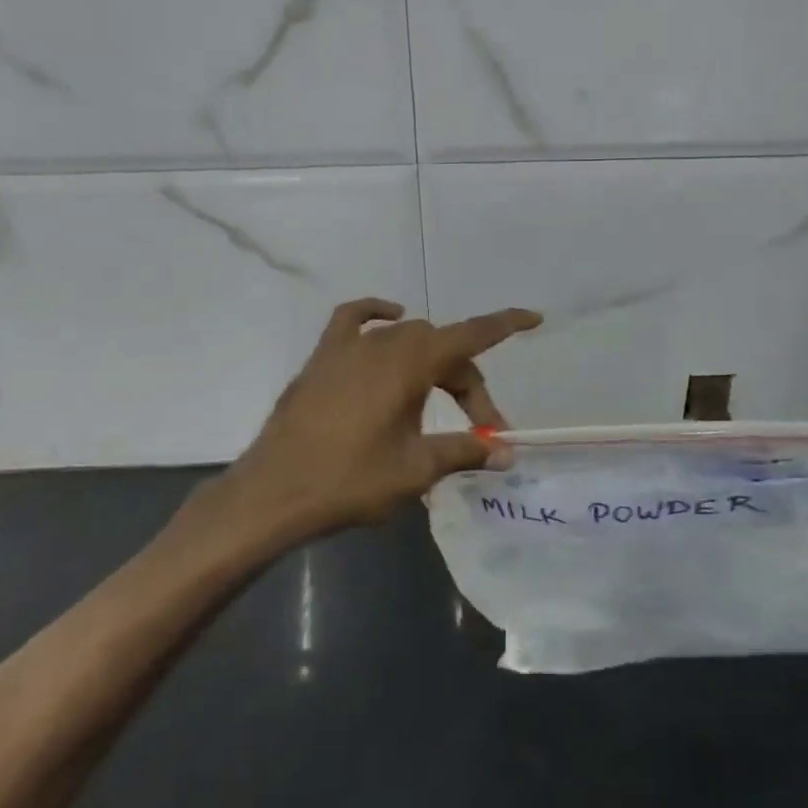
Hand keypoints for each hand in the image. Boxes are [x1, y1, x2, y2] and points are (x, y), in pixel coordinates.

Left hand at [226, 298, 541, 538]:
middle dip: (467, 384)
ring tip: (437, 404)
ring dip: (432, 364)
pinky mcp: (323, 357)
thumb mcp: (416, 469)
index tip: (534, 317)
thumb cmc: (349, 481)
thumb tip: (506, 453)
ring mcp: (349, 347)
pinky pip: (354, 320)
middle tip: (478, 431)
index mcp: (411, 364)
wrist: (273, 493)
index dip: (506, 324)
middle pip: (443, 349)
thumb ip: (463, 452)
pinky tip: (388, 321)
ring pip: (407, 338)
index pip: (472, 335)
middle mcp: (384, 343)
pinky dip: (376, 315)